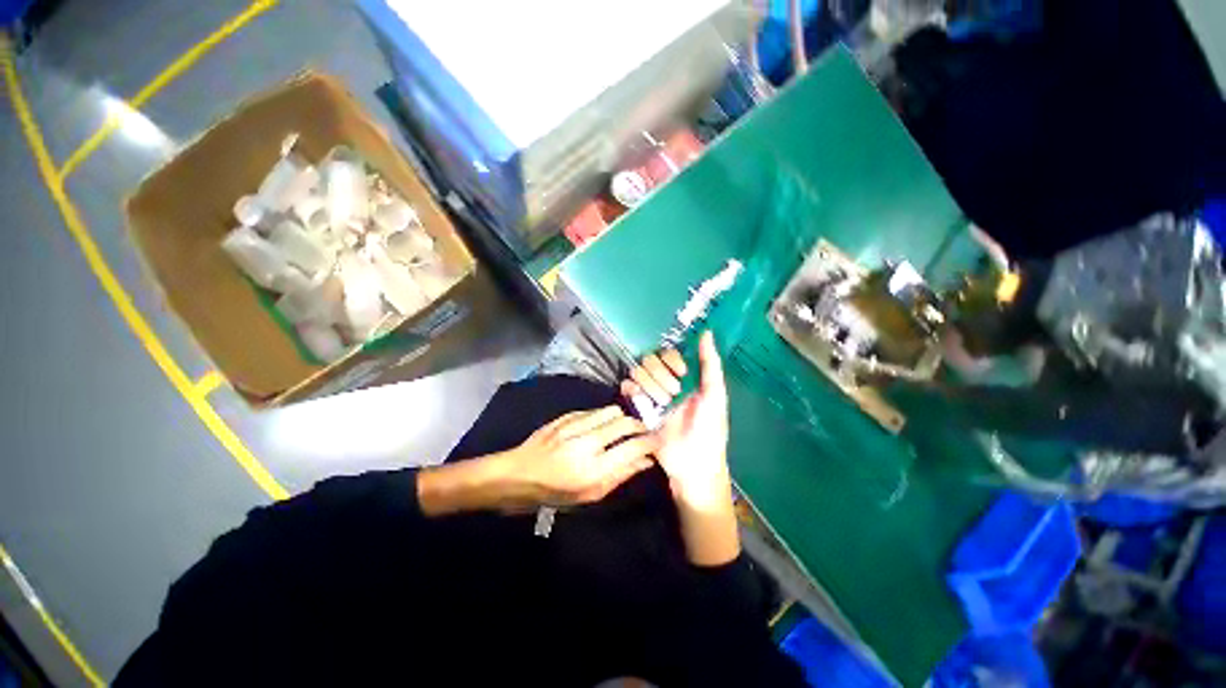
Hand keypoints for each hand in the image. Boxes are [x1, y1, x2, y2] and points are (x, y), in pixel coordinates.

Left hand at [418, 407, 659, 516]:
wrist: (517, 474)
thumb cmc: (553, 493)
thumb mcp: (589, 495)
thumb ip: (620, 475)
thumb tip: (646, 461)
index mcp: (593, 468)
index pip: (634, 446)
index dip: (652, 442)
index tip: (659, 442)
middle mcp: (587, 442)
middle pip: (626, 421)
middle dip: (641, 425)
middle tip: (643, 433)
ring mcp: (575, 425)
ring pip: (612, 410)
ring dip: (623, 418)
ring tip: (622, 428)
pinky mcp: (566, 416)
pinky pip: (595, 410)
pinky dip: (604, 416)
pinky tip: (601, 426)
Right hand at [621, 332, 738, 565]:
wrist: (693, 464)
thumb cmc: (710, 429)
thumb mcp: (715, 395)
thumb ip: (710, 364)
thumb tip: (706, 332)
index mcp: (686, 378)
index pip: (669, 354)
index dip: (672, 360)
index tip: (681, 373)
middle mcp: (667, 382)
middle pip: (651, 361)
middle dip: (660, 376)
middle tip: (672, 394)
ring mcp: (651, 395)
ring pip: (639, 372)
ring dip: (649, 385)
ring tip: (660, 403)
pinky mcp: (639, 409)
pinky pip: (628, 389)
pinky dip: (630, 390)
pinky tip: (640, 399)